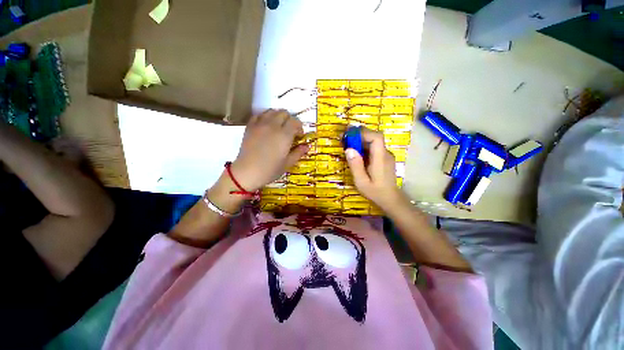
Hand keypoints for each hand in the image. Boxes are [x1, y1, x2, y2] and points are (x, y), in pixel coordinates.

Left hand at [230, 109, 309, 190]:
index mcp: (284, 135)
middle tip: (290, 131)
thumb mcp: (287, 163)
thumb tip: (307, 146)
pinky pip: (259, 114)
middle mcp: (273, 126)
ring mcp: (260, 124)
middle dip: (290, 120)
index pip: (295, 122)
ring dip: (278, 117)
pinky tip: (266, 126)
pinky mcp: (250, 126)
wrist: (247, 172)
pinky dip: (265, 117)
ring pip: (272, 111)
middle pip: (284, 113)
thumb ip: (298, 153)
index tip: (299, 136)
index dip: (299, 127)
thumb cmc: (270, 170)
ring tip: (278, 127)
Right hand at [345, 128, 405, 209]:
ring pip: (373, 142)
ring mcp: (385, 156)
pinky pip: (373, 148)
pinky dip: (363, 147)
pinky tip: (355, 153)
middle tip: (343, 137)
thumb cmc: (375, 192)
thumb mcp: (361, 181)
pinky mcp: (383, 158)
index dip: (363, 133)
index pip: (376, 138)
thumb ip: (355, 166)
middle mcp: (385, 154)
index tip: (349, 135)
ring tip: (346, 144)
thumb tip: (348, 149)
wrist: (390, 199)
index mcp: (380, 158)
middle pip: (374, 137)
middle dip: (358, 135)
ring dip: (359, 141)